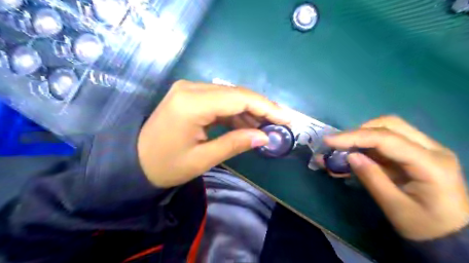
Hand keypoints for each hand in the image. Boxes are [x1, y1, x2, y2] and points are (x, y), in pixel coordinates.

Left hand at [137, 79, 289, 186]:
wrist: (135, 162)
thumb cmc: (165, 166)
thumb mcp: (202, 159)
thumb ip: (235, 144)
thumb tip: (265, 137)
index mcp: (192, 103)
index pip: (239, 98)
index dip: (266, 107)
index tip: (286, 118)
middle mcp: (190, 88)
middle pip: (236, 94)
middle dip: (261, 108)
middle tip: (280, 123)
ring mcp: (189, 89)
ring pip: (230, 96)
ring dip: (249, 111)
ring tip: (266, 127)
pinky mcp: (189, 95)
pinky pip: (219, 100)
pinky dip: (235, 112)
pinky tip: (246, 124)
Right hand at [323, 115, 468, 239]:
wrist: (451, 236)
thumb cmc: (425, 226)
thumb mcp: (395, 207)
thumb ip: (372, 179)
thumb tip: (350, 156)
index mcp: (431, 164)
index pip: (387, 139)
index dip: (354, 137)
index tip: (328, 141)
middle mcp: (431, 148)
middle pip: (390, 125)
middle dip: (359, 132)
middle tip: (337, 145)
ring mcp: (425, 149)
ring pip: (388, 128)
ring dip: (362, 136)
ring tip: (342, 150)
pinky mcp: (415, 153)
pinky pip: (386, 140)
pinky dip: (366, 145)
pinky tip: (352, 155)